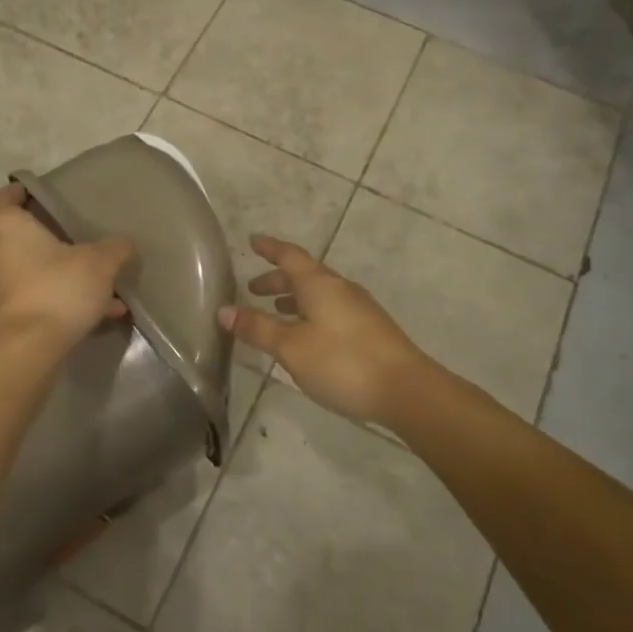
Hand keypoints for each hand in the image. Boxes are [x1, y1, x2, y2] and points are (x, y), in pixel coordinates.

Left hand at [0, 184, 134, 352]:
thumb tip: (124, 243)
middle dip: (40, 240)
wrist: (28, 350)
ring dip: (51, 274)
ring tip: (92, 287)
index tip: (34, 195)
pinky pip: (25, 299)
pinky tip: (91, 315)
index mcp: (4, 226)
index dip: (15, 193)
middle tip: (69, 241)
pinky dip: (50, 300)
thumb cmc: (58, 289)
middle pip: (10, 237)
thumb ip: (114, 248)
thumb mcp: (100, 263)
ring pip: (21, 271)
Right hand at [219, 236, 431, 424]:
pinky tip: (307, 337)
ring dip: (294, 298)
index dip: (270, 248)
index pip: (289, 256)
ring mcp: (359, 309)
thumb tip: (224, 310)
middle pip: (304, 275)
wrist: (407, 390)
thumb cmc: (343, 362)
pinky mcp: (370, 330)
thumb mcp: (291, 347)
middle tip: (253, 289)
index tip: (253, 241)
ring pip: (319, 294)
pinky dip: (311, 313)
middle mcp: (340, 289)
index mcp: (319, 284)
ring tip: (276, 312)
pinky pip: (331, 310)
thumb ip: (258, 328)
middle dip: (277, 279)